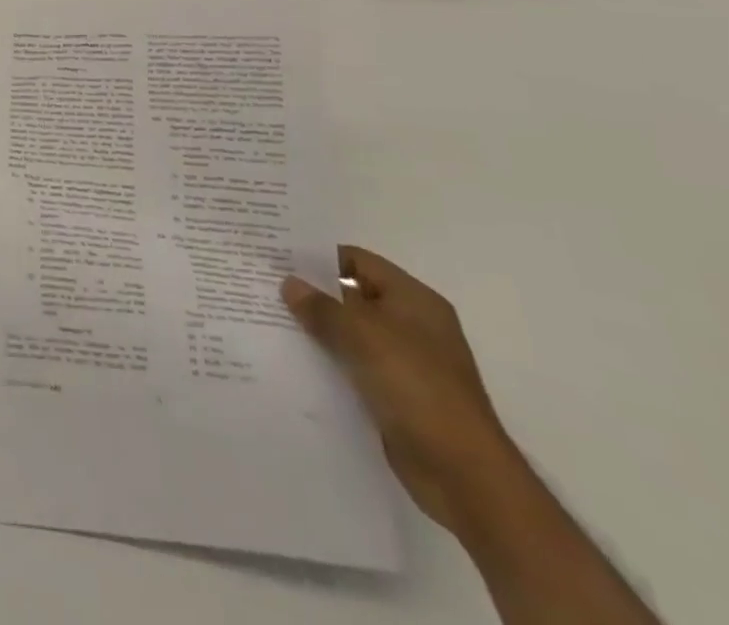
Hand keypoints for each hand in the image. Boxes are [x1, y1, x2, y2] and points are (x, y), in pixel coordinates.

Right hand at [283, 247, 523, 534]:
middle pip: (353, 296)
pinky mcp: (396, 395)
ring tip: (269, 319)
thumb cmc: (417, 386)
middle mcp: (412, 325)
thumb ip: (322, 307)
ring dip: (318, 329)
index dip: (318, 256)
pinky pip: (354, 365)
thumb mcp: (363, 336)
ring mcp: (406, 362)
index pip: (359, 261)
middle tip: (265, 285)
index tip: (277, 255)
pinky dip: (328, 361)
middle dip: (313, 293)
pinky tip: (294, 360)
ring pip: (351, 333)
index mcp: (414, 300)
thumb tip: (290, 283)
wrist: (462, 474)